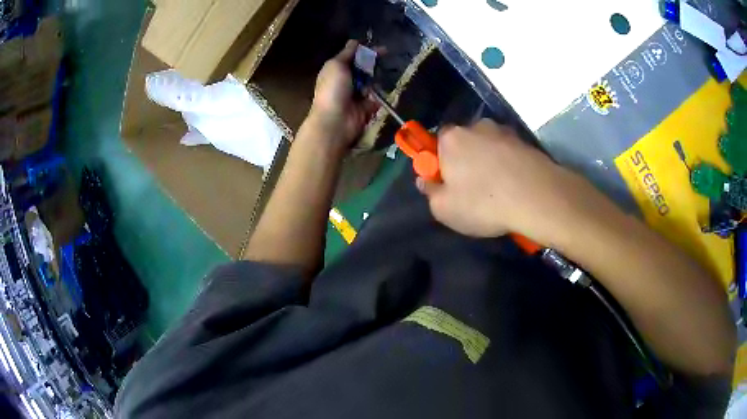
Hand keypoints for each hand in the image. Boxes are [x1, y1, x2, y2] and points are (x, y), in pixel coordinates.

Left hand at [309, 40, 378, 150]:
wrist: (335, 121)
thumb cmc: (333, 90)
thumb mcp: (336, 65)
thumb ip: (346, 53)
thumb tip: (354, 41)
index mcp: (335, 70)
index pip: (353, 56)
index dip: (365, 50)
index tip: (380, 48)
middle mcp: (345, 80)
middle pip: (364, 67)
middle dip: (374, 62)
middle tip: (387, 55)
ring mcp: (356, 94)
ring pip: (371, 81)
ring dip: (375, 78)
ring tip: (378, 76)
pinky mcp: (366, 106)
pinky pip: (377, 97)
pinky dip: (379, 95)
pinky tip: (379, 93)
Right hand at [417, 119, 593, 240]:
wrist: (537, 197)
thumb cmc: (483, 202)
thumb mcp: (444, 209)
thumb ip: (429, 193)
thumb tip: (425, 181)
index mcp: (451, 138)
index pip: (435, 143)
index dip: (437, 164)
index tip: (444, 184)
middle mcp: (476, 126)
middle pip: (462, 143)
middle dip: (463, 162)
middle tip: (470, 190)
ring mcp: (503, 132)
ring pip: (487, 147)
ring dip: (487, 162)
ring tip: (496, 190)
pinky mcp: (525, 141)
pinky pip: (507, 153)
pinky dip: (506, 165)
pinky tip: (512, 186)